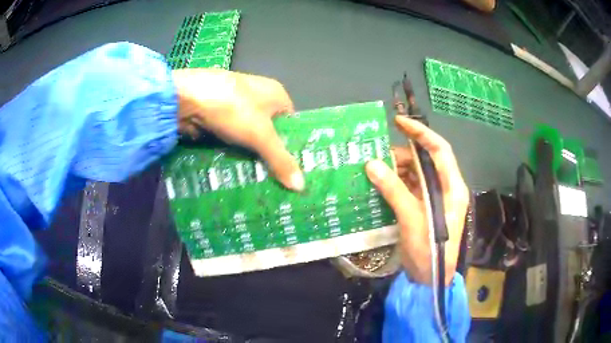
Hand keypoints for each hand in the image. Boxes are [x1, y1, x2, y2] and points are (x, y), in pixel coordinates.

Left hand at [172, 68, 303, 190]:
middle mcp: (258, 97)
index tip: (294, 169)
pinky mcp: (218, 118)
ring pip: (250, 137)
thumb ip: (281, 160)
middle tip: (279, 182)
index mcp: (275, 93)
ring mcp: (235, 107)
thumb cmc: (232, 108)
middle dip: (272, 154)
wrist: (185, 99)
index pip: (292, 123)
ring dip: (252, 156)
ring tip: (261, 182)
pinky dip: (235, 154)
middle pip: (270, 131)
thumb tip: (302, 187)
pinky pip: (233, 140)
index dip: (293, 145)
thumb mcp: (261, 135)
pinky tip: (239, 171)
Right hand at [365, 116, 468, 284]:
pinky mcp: (424, 207)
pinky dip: (396, 183)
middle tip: (378, 156)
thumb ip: (394, 190)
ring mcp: (435, 198)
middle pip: (426, 161)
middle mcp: (446, 187)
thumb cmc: (429, 250)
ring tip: (375, 170)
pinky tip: (381, 184)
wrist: (430, 279)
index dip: (421, 133)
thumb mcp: (412, 219)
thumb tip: (372, 164)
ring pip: (417, 174)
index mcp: (453, 187)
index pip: (440, 150)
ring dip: (397, 170)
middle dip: (403, 155)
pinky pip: (410, 187)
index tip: (399, 122)